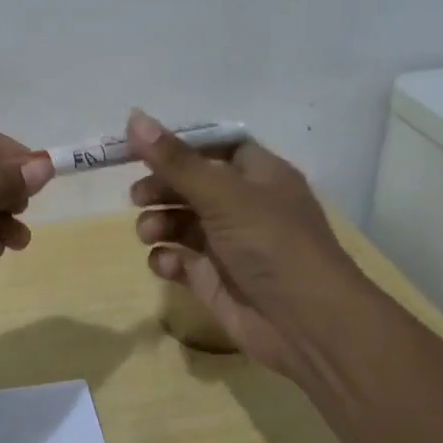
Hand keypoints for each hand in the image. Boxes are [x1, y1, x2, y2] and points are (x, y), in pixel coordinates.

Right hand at [127, 109, 374, 375]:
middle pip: (192, 184)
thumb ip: (175, 160)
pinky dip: (167, 259)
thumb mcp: (223, 194)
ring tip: (149, 233)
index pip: (217, 147)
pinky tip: (166, 264)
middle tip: (137, 196)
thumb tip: (133, 116)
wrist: (308, 325)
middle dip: (162, 188)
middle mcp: (244, 206)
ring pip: (181, 222)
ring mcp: (229, 245)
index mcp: (259, 175)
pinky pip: (180, 260)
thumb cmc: (271, 243)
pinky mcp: (215, 279)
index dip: (181, 145)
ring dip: (158, 223)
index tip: (143, 146)